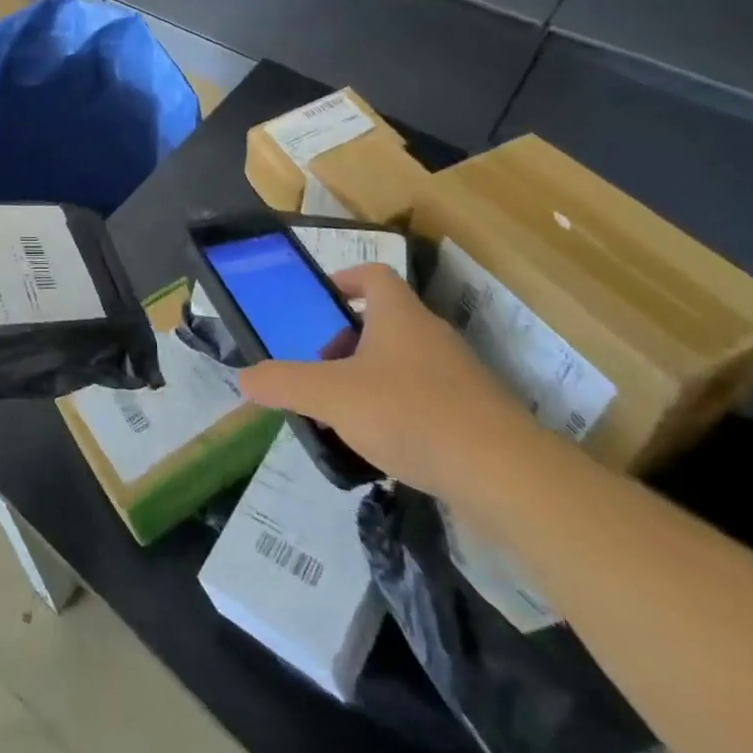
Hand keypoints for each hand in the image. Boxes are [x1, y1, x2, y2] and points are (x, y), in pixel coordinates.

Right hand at [237, 263, 539, 497]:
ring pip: (407, 363)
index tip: (323, 302)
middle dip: (348, 341)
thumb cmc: (411, 414)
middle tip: (322, 369)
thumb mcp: (330, 396)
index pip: (373, 276)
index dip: (346, 280)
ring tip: (347, 413)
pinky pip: (430, 400)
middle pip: (386, 321)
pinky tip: (387, 447)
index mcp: (399, 316)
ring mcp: (461, 376)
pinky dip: (403, 412)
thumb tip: (244, 378)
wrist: (508, 476)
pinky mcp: (479, 417)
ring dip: (373, 378)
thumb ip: (283, 383)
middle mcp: (432, 336)